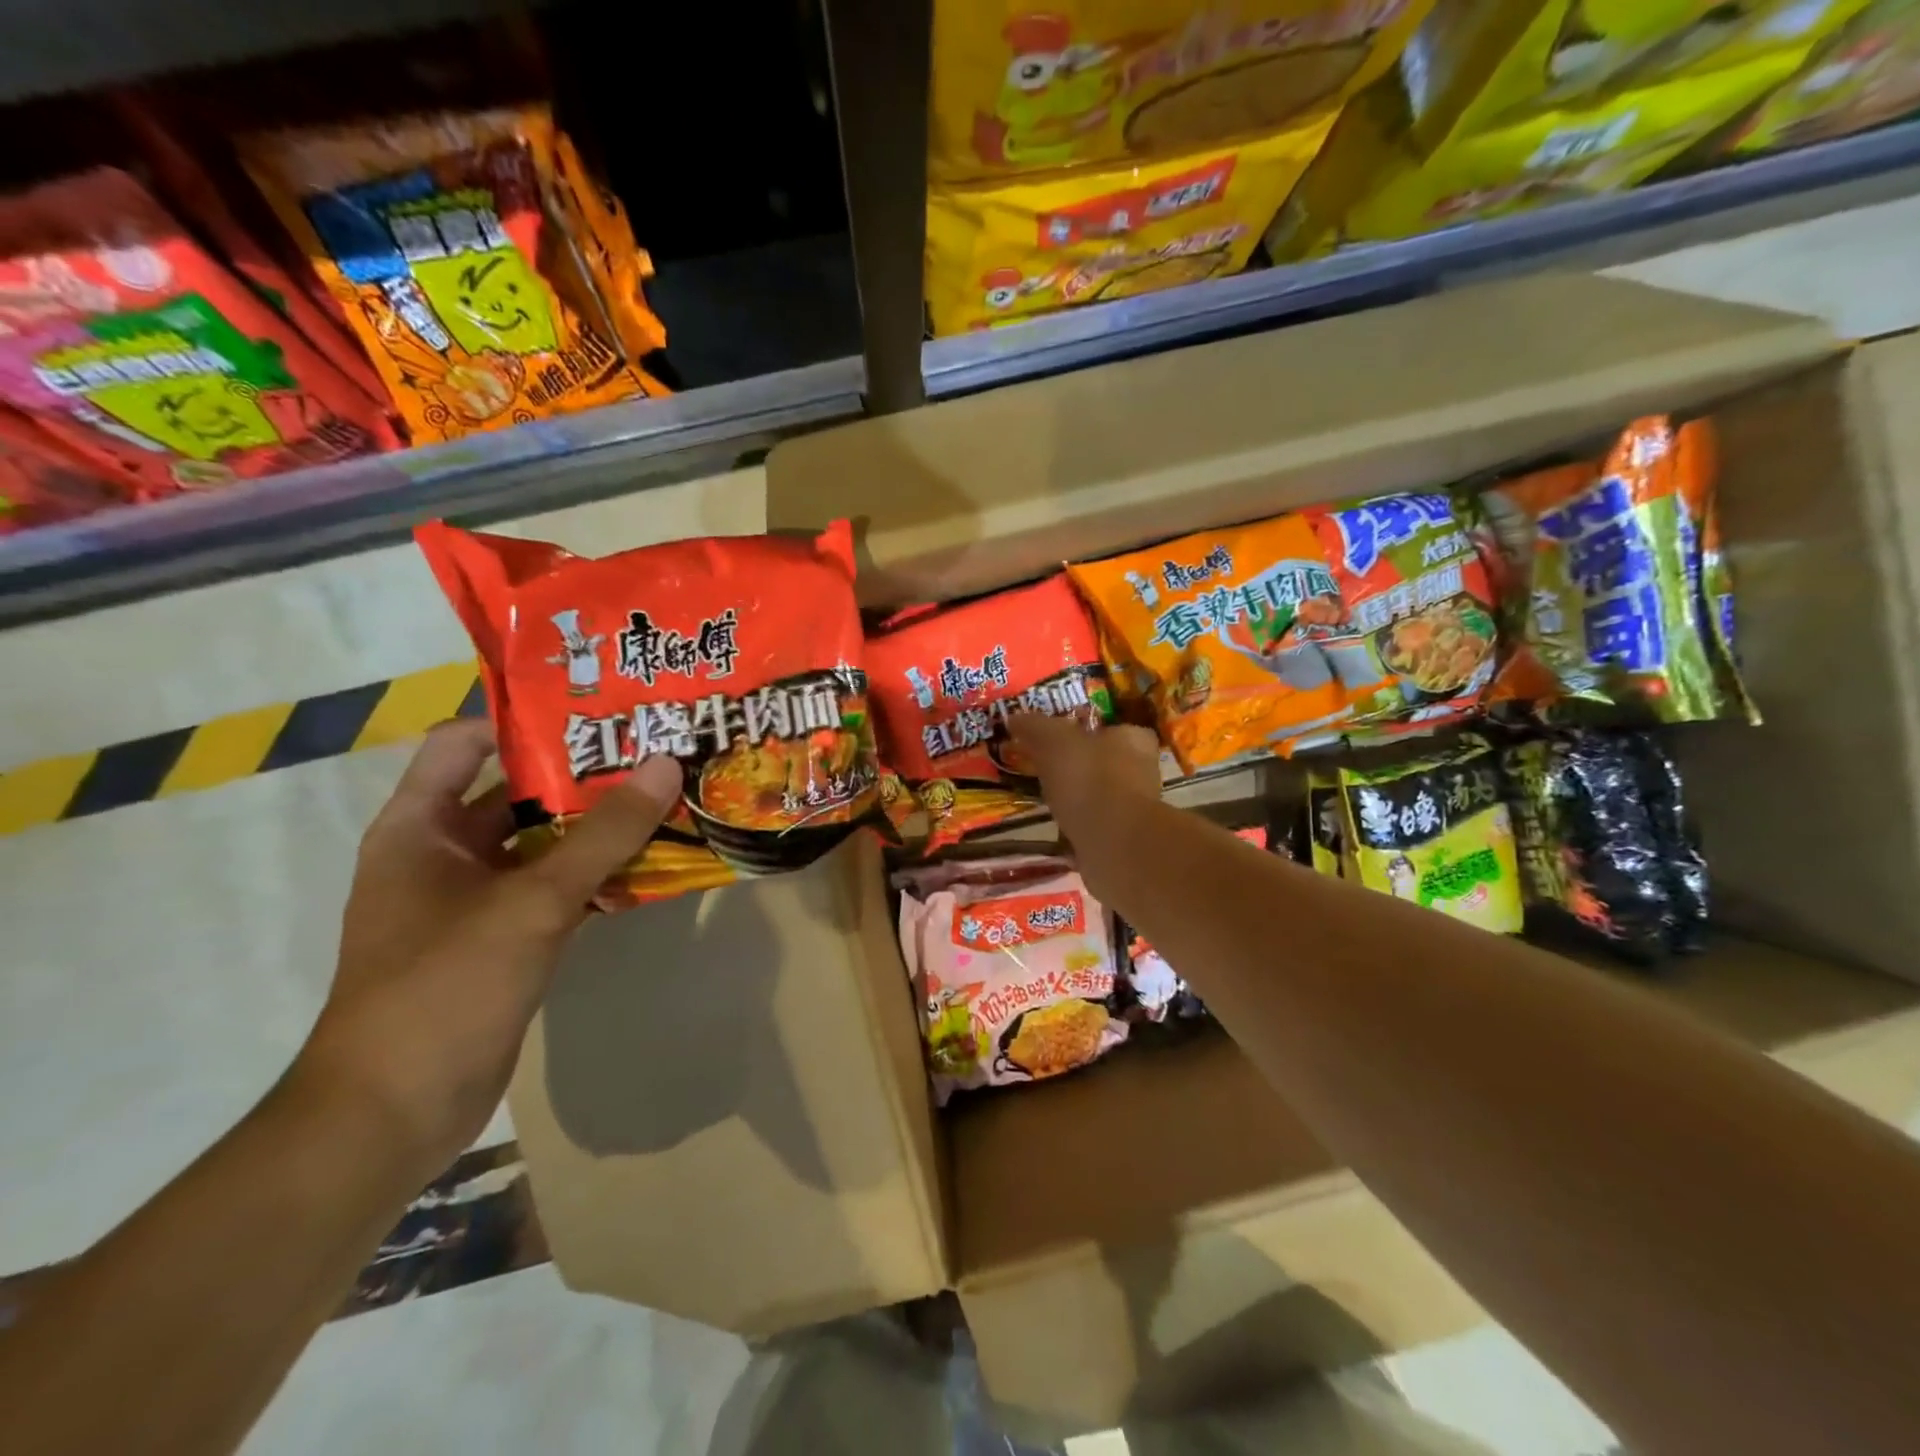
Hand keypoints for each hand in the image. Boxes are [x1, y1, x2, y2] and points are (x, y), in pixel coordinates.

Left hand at [294, 719, 680, 1172]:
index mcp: (420, 827)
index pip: (465, 742)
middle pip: (517, 792)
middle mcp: (444, 854)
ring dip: (597, 826)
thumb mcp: (531, 901)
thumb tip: (665, 763)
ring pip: (543, 844)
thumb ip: (604, 833)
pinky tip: (650, 864)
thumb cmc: (445, 986)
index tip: (597, 713)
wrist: (394, 1112)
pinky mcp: (503, 939)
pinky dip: (596, 875)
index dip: (524, 721)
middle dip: (582, 774)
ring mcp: (474, 900)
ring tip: (665, 797)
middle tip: (653, 751)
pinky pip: (555, 889)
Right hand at [1007, 714, 1160, 843]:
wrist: (1114, 842)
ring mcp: (1136, 809)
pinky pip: (1096, 826)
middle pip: (1108, 762)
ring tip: (1047, 801)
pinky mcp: (1125, 839)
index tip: (1059, 740)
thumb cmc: (1089, 778)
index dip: (1087, 732)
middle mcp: (1143, 771)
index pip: (1114, 728)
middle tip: (1047, 770)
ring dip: (1079, 799)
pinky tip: (1057, 830)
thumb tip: (1014, 717)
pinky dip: (1079, 827)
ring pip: (1102, 796)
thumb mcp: (1053, 740)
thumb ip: (1034, 726)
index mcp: (1134, 739)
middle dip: (1080, 767)